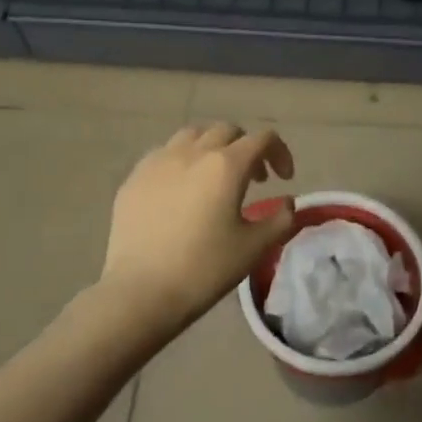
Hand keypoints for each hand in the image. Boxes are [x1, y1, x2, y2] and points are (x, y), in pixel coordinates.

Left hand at [100, 122, 296, 329]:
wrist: (141, 291)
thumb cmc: (204, 268)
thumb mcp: (254, 248)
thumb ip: (279, 219)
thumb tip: (287, 203)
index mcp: (226, 165)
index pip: (262, 139)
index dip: (279, 153)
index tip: (284, 178)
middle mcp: (192, 152)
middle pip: (226, 131)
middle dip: (246, 147)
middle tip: (254, 178)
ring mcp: (158, 161)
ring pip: (192, 135)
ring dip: (212, 147)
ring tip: (215, 176)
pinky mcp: (134, 178)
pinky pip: (164, 154)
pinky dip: (182, 161)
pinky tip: (181, 189)